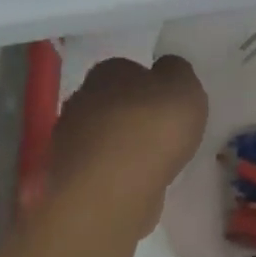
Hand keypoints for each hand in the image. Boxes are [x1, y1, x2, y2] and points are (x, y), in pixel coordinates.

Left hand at [46, 55, 207, 225]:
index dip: (150, 82)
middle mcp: (81, 99)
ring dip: (123, 144)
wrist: (112, 189)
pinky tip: (137, 181)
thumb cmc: (153, 129)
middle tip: (163, 131)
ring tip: (153, 161)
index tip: (169, 101)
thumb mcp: (185, 88)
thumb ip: (178, 72)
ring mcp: (69, 139)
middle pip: (112, 100)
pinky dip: (117, 171)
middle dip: (133, 113)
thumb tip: (166, 68)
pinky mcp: (70, 175)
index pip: (128, 67)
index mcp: (108, 71)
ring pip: (103, 134)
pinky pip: (101, 165)